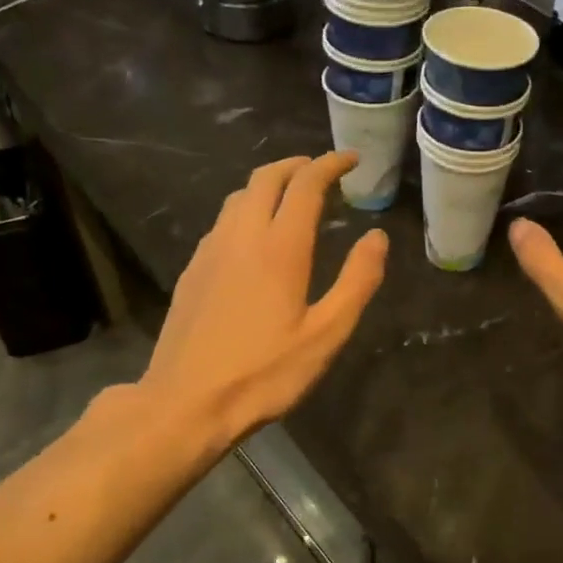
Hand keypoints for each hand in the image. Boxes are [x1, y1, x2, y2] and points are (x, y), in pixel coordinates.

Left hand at [137, 153, 387, 449]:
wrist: (186, 403)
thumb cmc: (265, 373)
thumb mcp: (326, 335)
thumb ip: (356, 281)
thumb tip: (376, 237)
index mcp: (280, 247)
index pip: (306, 185)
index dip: (330, 165)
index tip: (351, 159)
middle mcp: (241, 236)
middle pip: (266, 178)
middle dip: (297, 164)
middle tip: (322, 170)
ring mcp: (211, 251)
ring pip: (238, 196)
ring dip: (268, 183)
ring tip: (291, 196)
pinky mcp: (193, 270)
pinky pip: (223, 221)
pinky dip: (246, 208)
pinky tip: (254, 235)